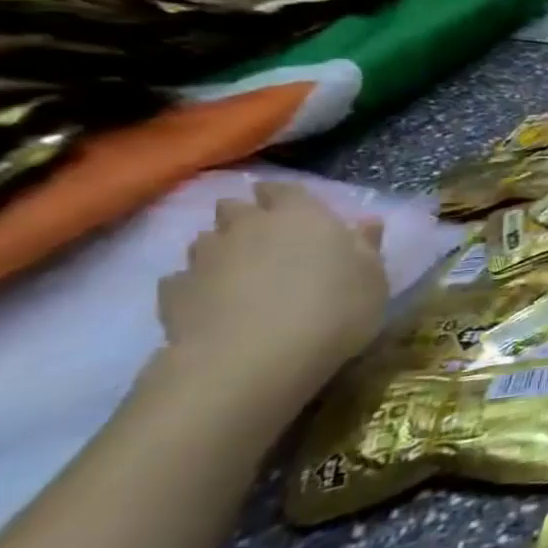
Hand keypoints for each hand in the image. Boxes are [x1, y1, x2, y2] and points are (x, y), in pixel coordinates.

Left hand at [154, 181, 388, 425]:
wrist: (253, 358)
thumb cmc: (333, 308)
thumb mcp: (373, 278)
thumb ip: (366, 246)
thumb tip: (366, 222)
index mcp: (301, 214)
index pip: (284, 189)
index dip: (286, 197)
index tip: (296, 211)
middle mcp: (248, 225)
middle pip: (235, 207)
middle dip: (246, 217)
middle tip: (267, 241)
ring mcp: (204, 258)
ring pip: (206, 240)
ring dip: (221, 250)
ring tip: (241, 275)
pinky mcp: (173, 293)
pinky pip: (183, 280)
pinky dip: (197, 286)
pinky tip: (214, 304)